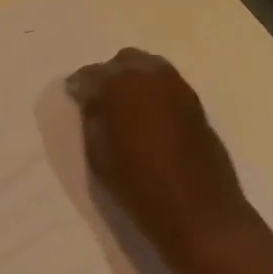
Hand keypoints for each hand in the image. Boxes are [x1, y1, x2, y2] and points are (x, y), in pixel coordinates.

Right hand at [67, 49, 253, 261]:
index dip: (79, 86)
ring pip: (147, 67)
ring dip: (134, 80)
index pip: (90, 74)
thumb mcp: (99, 156)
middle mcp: (148, 74)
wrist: (199, 212)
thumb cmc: (140, 187)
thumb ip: (92, 119)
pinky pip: (166, 83)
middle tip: (101, 101)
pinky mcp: (195, 100)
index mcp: (118, 84)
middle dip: (109, 76)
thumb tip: (90, 99)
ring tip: (126, 107)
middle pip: (122, 61)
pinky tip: (149, 114)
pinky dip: (153, 90)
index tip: (73, 98)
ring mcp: (176, 85)